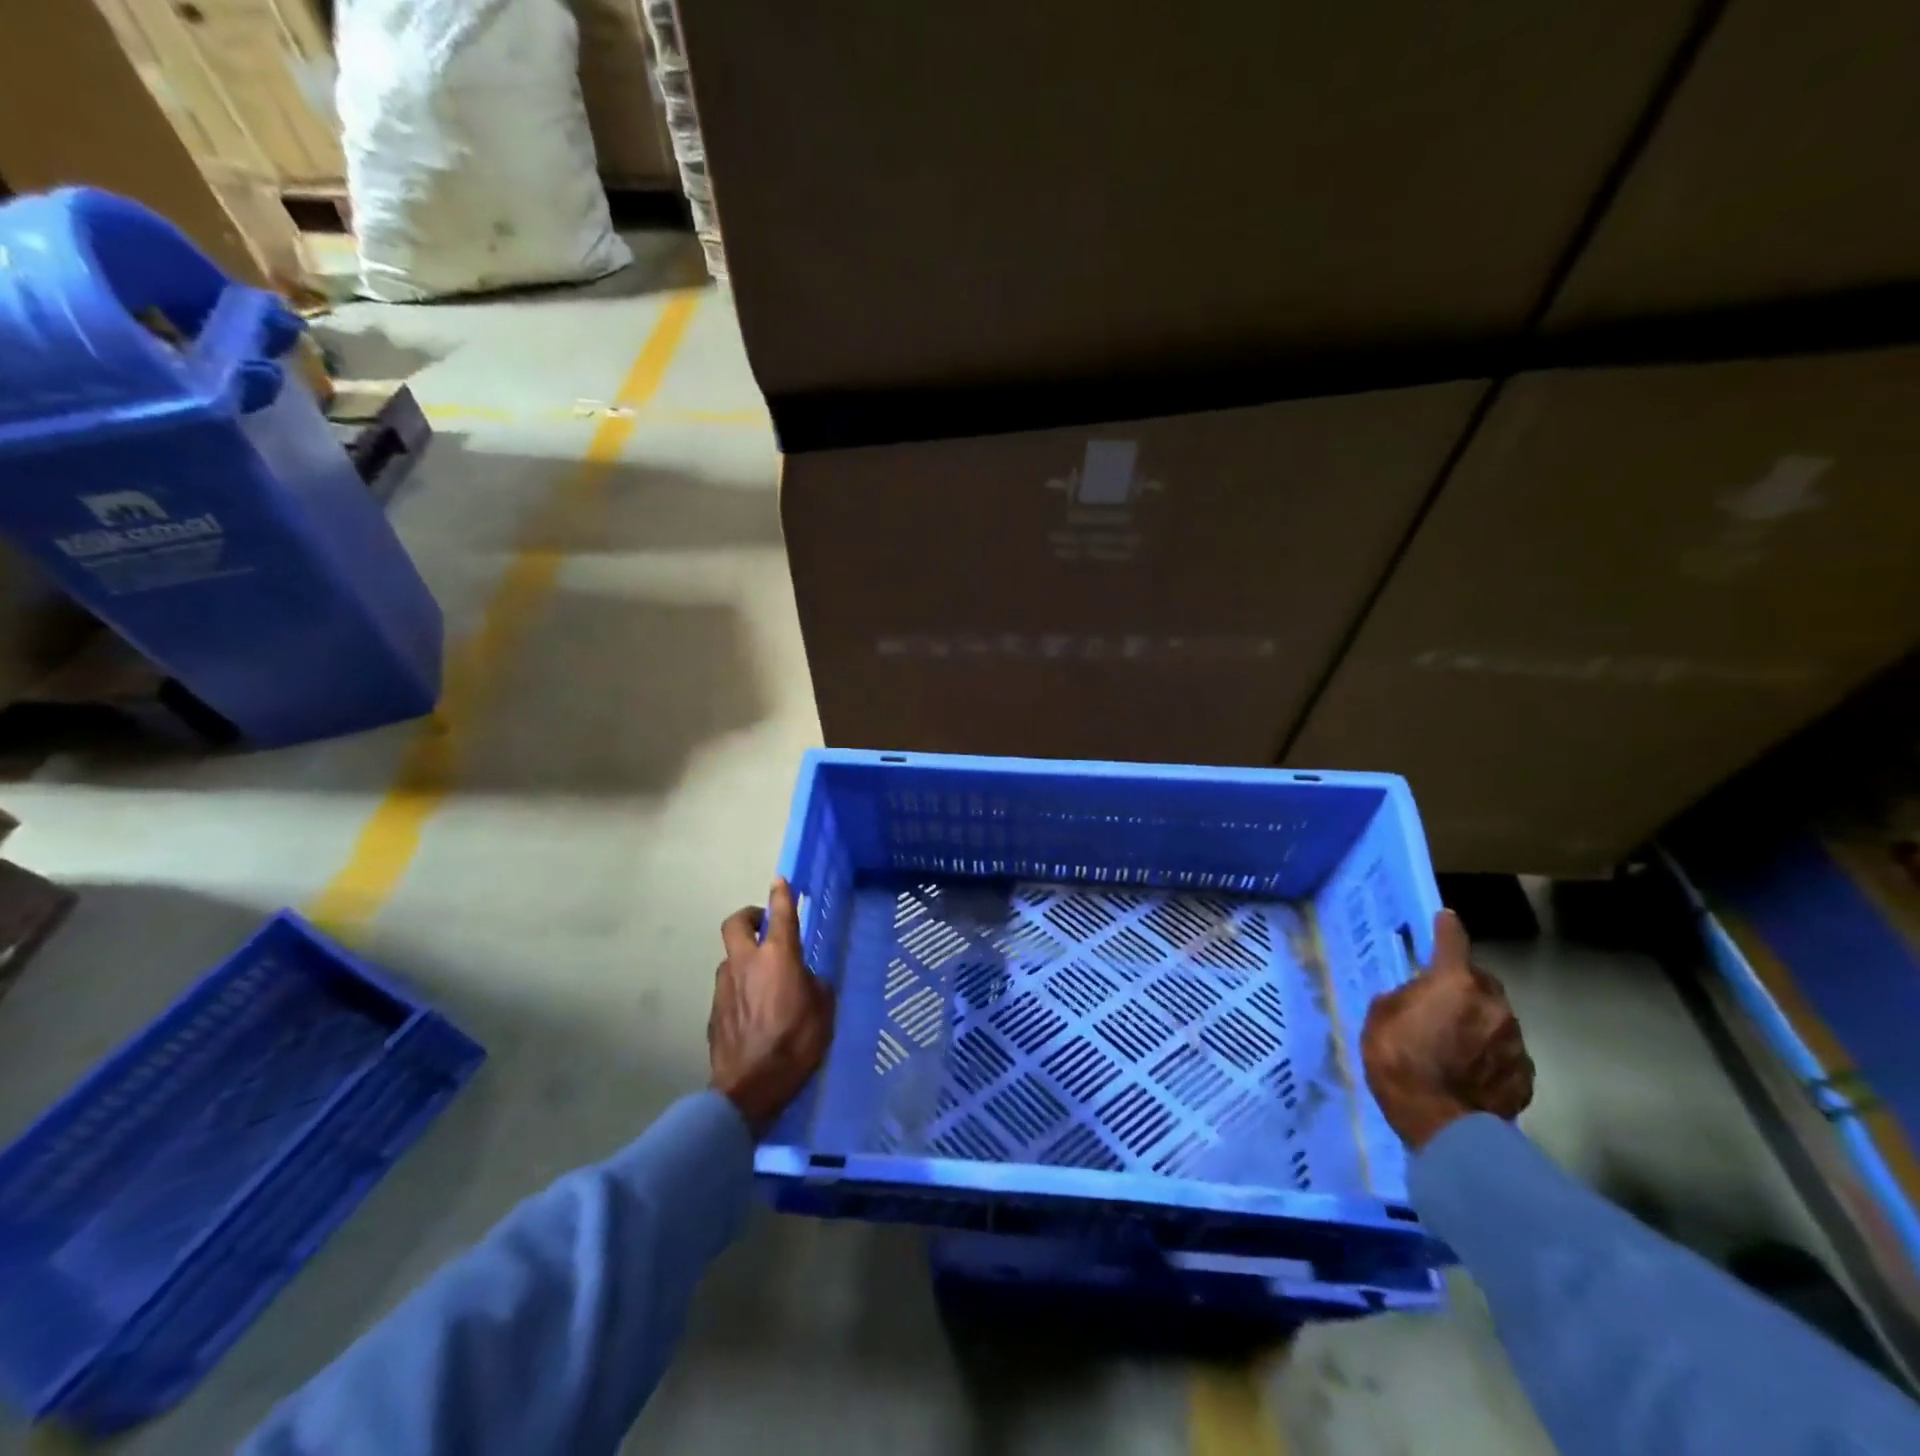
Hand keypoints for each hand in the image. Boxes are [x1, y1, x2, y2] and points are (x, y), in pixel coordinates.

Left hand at [709, 878, 833, 1135]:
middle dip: (749, 916)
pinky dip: (739, 987)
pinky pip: (728, 986)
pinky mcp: (714, 1010)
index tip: (780, 881)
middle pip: (737, 923)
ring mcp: (725, 986)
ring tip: (762, 977)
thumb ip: (815, 987)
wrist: (749, 1088)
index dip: (781, 894)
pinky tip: (753, 1009)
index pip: (780, 914)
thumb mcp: (823, 1012)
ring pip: (730, 957)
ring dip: (744, 957)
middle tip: (763, 923)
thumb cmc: (795, 1045)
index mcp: (778, 957)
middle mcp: (746, 963)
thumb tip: (807, 981)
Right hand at [1359, 909, 1534, 1150]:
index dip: (1447, 928)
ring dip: (1478, 1020)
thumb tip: (1417, 996)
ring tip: (1456, 1041)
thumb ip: (1404, 997)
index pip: (1453, 940)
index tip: (1445, 919)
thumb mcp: (1380, 1018)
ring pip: (1496, 1016)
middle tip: (1442, 999)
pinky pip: (1505, 1051)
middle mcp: (1492, 1003)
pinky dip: (1490, 1053)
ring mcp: (1514, 1040)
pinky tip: (1472, 1069)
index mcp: (1453, 982)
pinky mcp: (1525, 1074)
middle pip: (1480, 980)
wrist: (1442, 1126)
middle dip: (1464, 983)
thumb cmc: (1400, 1062)